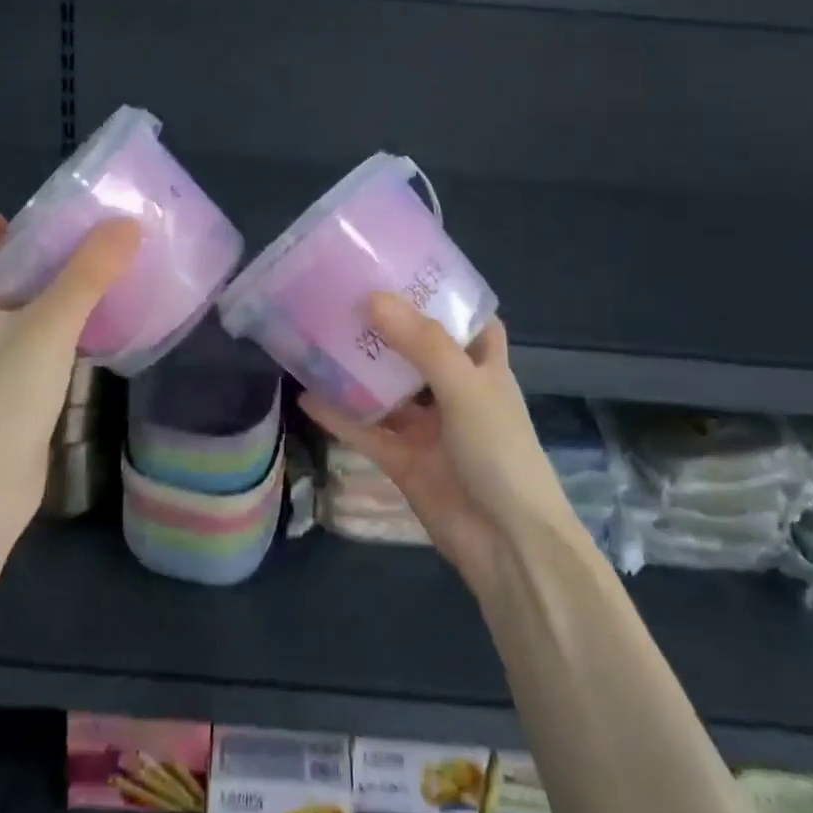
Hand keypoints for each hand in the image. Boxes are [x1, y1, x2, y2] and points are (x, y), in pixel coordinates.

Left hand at [0, 214, 141, 519]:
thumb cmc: (7, 394)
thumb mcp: (50, 323)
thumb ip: (88, 273)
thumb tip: (124, 224)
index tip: (11, 224)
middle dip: (19, 262)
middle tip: (64, 249)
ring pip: (6, 317)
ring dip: (38, 297)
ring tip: (82, 284)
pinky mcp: (4, 395)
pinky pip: (25, 347)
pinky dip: (49, 331)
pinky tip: (84, 334)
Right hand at [301, 295, 573, 592]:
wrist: (506, 545)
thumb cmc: (500, 453)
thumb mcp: (466, 388)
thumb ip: (422, 344)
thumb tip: (374, 298)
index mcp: (483, 367)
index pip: (466, 319)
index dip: (441, 295)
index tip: (402, 268)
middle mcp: (454, 391)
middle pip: (417, 349)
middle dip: (386, 326)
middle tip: (343, 294)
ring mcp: (427, 427)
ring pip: (387, 388)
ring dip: (358, 368)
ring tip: (318, 334)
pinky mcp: (402, 459)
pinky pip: (366, 429)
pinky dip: (339, 415)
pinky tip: (305, 394)